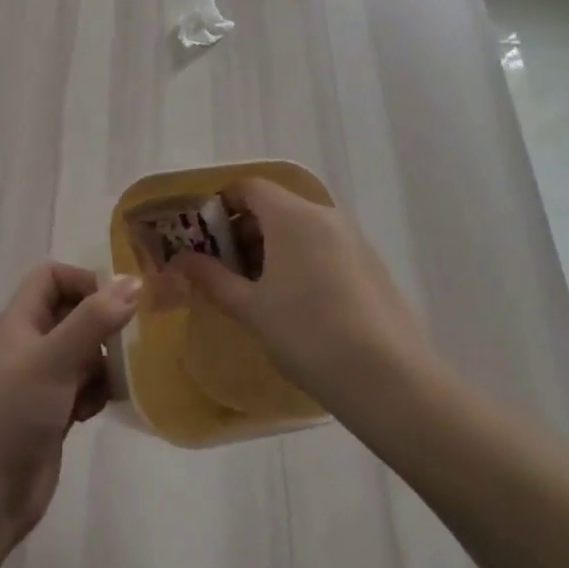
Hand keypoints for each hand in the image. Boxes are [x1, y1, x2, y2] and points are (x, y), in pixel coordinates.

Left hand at [0, 263, 139, 552]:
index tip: (117, 302)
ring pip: (85, 352)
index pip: (53, 277)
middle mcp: (32, 344)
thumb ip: (93, 320)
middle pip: (74, 313)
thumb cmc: (12, 414)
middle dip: (103, 323)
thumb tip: (134, 282)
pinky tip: (98, 409)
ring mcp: (43, 380)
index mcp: (21, 321)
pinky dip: (98, 392)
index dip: (84, 281)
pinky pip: (86, 387)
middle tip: (133, 339)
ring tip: (116, 380)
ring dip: (105, 362)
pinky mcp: (55, 412)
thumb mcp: (53, 360)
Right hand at [167, 179, 432, 412]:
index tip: (204, 239)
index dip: (221, 206)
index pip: (249, 187)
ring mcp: (352, 238)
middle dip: (244, 232)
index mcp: (292, 216)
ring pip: (299, 228)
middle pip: (274, 206)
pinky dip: (300, 260)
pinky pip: (323, 246)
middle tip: (224, 271)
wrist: (389, 379)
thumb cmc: (308, 334)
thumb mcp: (250, 308)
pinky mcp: (370, 264)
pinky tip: (295, 304)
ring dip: (272, 248)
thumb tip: (179, 261)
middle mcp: (324, 215)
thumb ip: (212, 278)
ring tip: (257, 292)